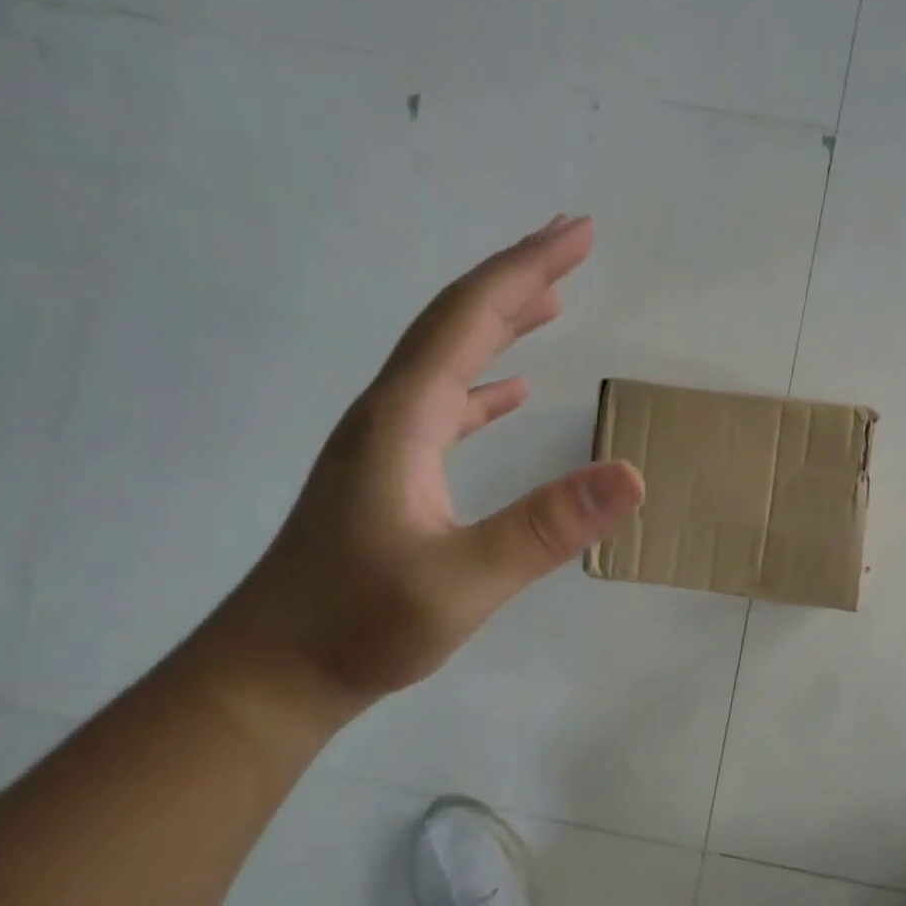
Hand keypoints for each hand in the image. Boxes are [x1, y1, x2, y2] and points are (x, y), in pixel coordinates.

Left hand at [216, 217, 644, 717]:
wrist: (273, 673)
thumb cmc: (359, 626)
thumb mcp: (461, 582)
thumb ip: (545, 528)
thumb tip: (632, 475)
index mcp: (403, 418)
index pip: (469, 318)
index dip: (525, 269)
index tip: (579, 232)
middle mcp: (389, 414)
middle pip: (456, 322)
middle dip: (517, 277)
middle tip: (573, 243)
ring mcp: (386, 444)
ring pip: (449, 359)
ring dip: (500, 323)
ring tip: (551, 300)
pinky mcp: (389, 475)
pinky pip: (444, 406)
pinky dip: (484, 385)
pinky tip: (512, 392)